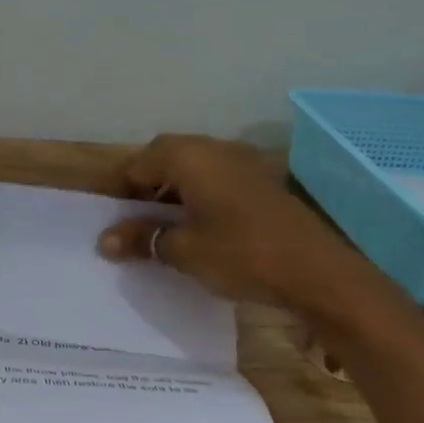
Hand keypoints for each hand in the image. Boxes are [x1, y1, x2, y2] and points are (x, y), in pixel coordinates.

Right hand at [95, 134, 405, 326]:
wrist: (318, 272)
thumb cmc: (241, 253)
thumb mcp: (182, 250)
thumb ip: (142, 238)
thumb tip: (105, 241)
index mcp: (190, 158)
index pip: (138, 162)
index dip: (119, 188)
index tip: (109, 216)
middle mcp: (215, 150)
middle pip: (166, 158)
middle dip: (145, 185)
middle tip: (131, 219)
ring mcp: (242, 164)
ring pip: (193, 168)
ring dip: (172, 190)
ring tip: (160, 225)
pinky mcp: (261, 183)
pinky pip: (216, 180)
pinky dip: (197, 197)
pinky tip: (196, 227)